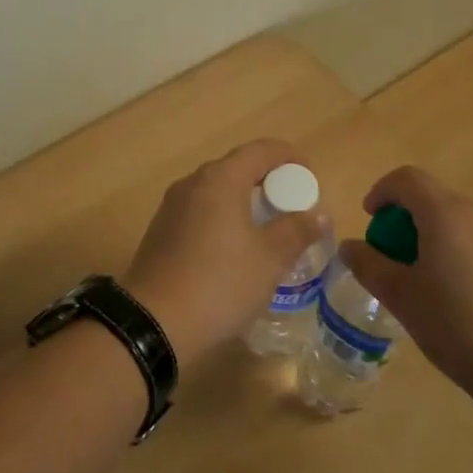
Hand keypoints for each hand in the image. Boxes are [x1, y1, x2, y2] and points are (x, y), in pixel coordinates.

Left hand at [123, 140, 324, 371]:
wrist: (154, 323)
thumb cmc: (220, 283)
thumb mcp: (269, 259)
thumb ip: (296, 230)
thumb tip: (318, 214)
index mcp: (220, 179)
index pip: (261, 150)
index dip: (290, 157)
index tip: (310, 178)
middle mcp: (192, 183)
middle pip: (237, 168)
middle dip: (268, 181)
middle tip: (292, 206)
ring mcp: (172, 208)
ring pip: (217, 192)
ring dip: (245, 201)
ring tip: (268, 228)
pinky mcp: (161, 232)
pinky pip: (201, 212)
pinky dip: (224, 218)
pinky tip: (235, 249)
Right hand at [336, 166, 472, 398]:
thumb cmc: (457, 325)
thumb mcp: (401, 297)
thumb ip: (370, 265)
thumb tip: (349, 247)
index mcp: (446, 213)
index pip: (407, 179)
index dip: (382, 192)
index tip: (370, 221)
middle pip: (434, 201)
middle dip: (406, 223)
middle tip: (393, 261)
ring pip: (459, 224)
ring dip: (434, 240)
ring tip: (425, 285)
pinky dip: (461, 255)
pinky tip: (461, 300)